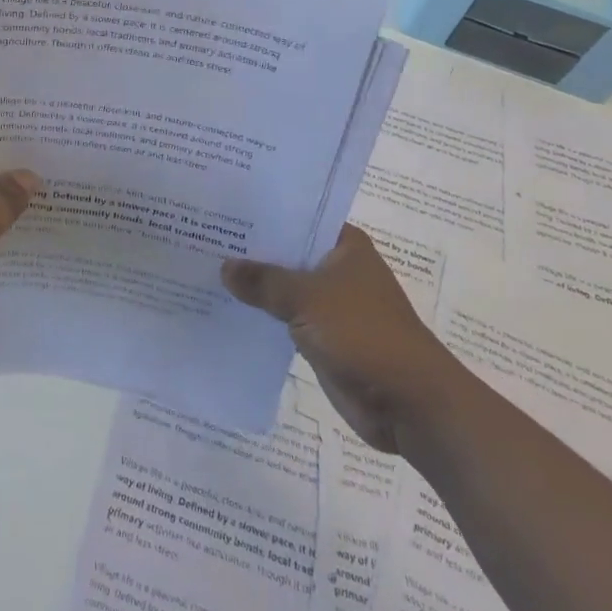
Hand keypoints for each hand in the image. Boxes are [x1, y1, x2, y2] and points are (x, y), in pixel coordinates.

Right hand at [222, 224, 459, 453]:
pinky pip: (284, 319)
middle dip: (251, 250)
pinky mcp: (323, 337)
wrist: (409, 404)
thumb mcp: (307, 299)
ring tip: (203, 268)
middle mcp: (337, 269)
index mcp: (344, 246)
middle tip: (201, 235)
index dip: (262, 213)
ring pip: (283, 287)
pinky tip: (225, 307)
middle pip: (287, 252)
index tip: (222, 206)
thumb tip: (225, 267)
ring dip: (254, 285)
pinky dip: (261, 315)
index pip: (297, 217)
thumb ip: (264, 281)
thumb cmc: (364, 334)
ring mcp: (330, 305)